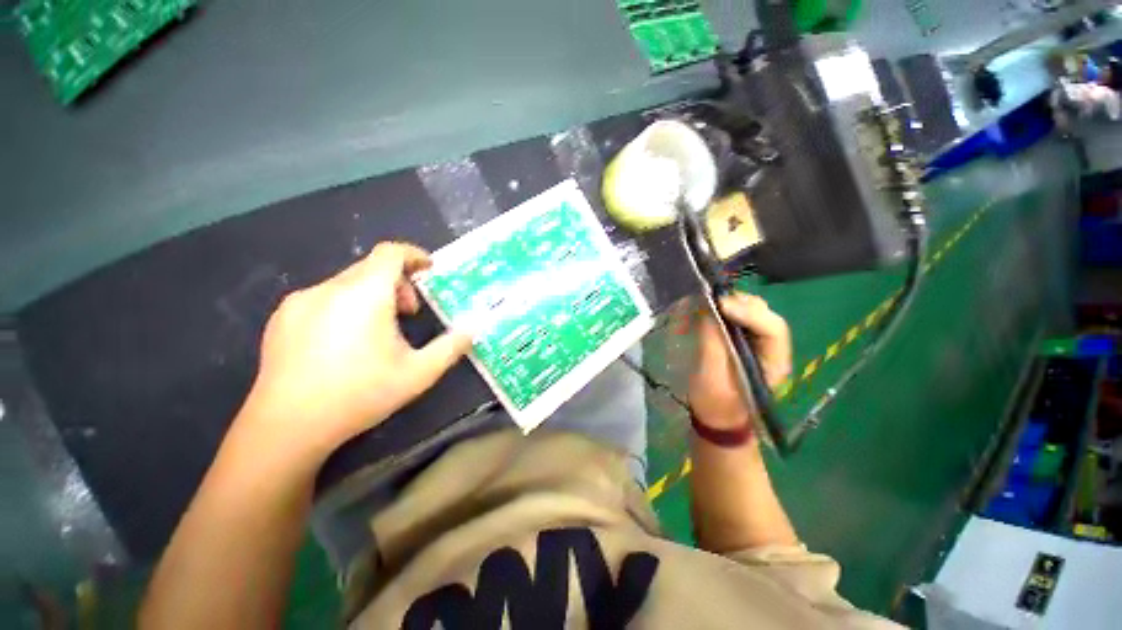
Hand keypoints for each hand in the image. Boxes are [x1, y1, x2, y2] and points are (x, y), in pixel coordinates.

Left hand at [239, 243, 471, 458]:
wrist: (286, 427)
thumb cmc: (360, 394)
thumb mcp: (419, 373)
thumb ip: (452, 346)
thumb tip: (474, 327)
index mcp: (365, 294)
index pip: (390, 253)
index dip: (414, 255)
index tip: (429, 270)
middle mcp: (329, 288)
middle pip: (371, 268)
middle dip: (398, 284)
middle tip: (409, 314)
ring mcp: (300, 302)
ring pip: (347, 284)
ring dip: (372, 296)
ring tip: (378, 332)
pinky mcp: (281, 318)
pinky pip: (323, 299)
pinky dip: (345, 307)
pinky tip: (344, 343)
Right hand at [688, 294, 791, 429]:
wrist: (716, 417)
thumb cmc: (715, 402)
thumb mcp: (712, 375)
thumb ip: (713, 340)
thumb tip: (707, 308)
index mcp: (774, 362)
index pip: (772, 328)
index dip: (748, 312)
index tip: (719, 305)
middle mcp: (771, 347)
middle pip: (763, 313)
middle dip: (737, 303)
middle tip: (709, 302)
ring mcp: (757, 341)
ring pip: (749, 311)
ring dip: (728, 303)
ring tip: (705, 304)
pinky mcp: (741, 339)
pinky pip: (736, 316)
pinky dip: (720, 310)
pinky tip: (705, 311)